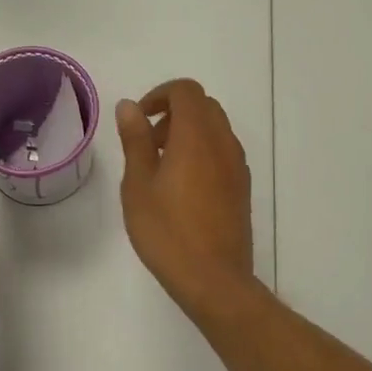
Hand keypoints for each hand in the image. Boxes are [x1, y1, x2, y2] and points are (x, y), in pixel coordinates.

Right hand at [116, 79, 255, 317]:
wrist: (214, 280)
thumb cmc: (167, 232)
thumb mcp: (138, 185)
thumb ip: (135, 140)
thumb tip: (130, 106)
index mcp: (197, 136)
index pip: (185, 91)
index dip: (159, 95)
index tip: (139, 120)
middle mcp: (223, 143)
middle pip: (203, 106)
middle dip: (172, 113)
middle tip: (147, 144)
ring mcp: (237, 165)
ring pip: (215, 128)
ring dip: (187, 133)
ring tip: (161, 168)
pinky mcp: (242, 187)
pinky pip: (222, 151)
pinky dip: (202, 151)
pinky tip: (182, 188)